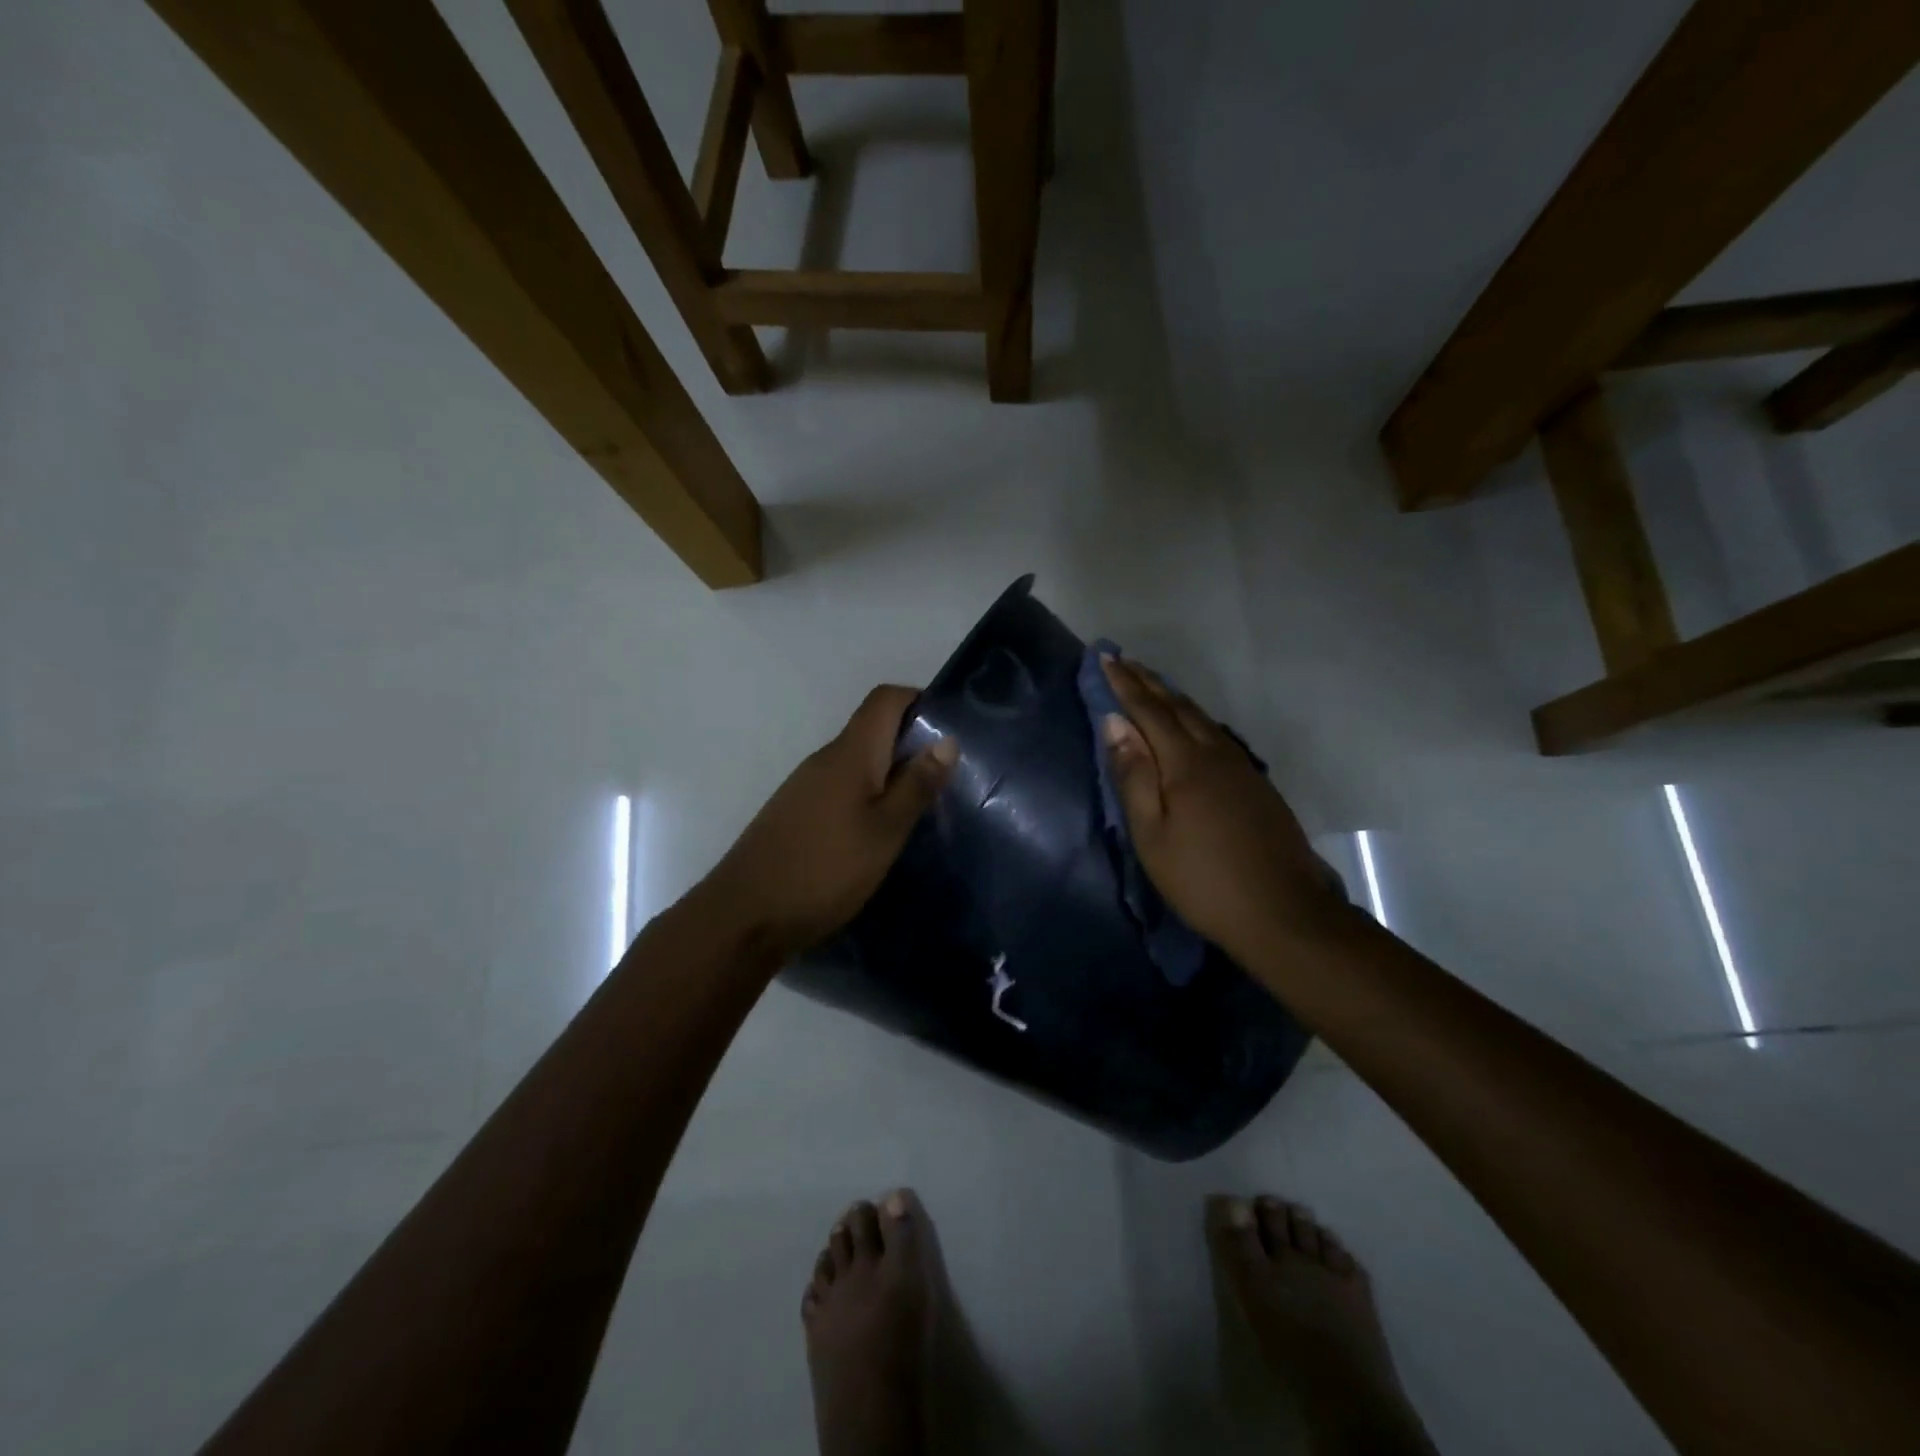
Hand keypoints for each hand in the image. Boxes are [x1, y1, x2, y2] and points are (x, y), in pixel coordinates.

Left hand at [704, 685, 956, 963]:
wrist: (744, 915)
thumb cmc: (825, 870)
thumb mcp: (884, 832)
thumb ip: (915, 785)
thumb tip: (947, 740)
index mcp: (849, 754)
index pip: (884, 699)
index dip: (919, 700)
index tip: (949, 730)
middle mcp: (824, 759)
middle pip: (872, 729)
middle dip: (911, 744)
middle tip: (946, 779)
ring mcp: (805, 786)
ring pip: (858, 763)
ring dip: (890, 774)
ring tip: (920, 809)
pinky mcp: (796, 812)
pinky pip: (841, 787)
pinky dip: (867, 796)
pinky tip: (879, 833)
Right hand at [1099, 657, 1345, 963]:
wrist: (1283, 911)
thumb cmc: (1203, 878)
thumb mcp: (1152, 834)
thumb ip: (1133, 775)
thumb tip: (1114, 723)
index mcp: (1186, 763)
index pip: (1149, 711)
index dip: (1125, 684)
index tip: (1105, 657)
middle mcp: (1215, 753)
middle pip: (1178, 706)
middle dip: (1148, 681)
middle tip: (1124, 661)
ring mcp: (1240, 767)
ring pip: (1201, 717)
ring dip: (1172, 696)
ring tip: (1151, 683)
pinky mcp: (1255, 784)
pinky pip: (1216, 733)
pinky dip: (1193, 717)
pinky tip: (1190, 723)